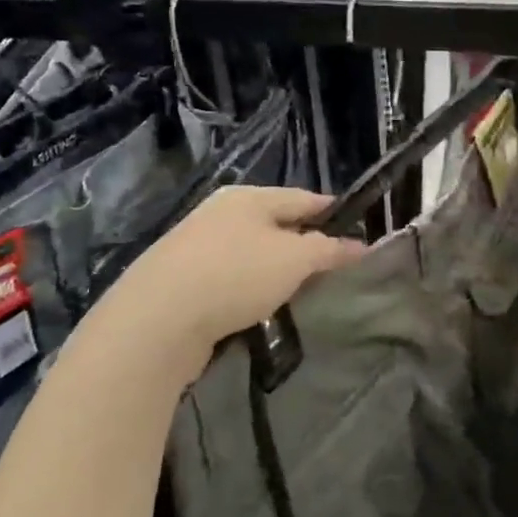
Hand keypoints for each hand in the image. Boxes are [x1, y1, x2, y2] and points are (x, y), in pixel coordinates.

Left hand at [95, 188, 366, 378]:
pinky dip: (250, 288)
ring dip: (276, 270)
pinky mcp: (183, 279)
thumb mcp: (295, 259)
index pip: (304, 198)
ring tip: (300, 293)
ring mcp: (197, 245)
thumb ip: (330, 249)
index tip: (359, 233)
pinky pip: (231, 277)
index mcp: (249, 197)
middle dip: (305, 244)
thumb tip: (360, 245)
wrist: (157, 319)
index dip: (334, 213)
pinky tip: (259, 308)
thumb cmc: (235, 275)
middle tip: (332, 270)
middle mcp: (221, 212)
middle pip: (276, 224)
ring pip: (253, 252)